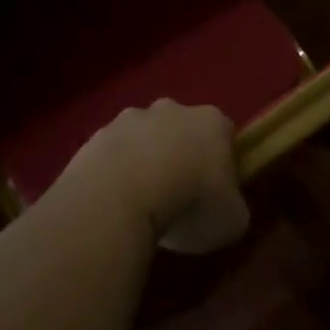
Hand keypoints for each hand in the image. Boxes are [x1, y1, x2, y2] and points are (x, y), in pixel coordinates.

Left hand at [59, 100, 247, 253]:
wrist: (120, 197)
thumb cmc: (190, 204)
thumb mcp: (232, 220)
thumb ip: (233, 207)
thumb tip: (226, 208)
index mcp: (212, 122)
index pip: (224, 134)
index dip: (222, 163)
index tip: (216, 192)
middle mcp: (172, 109)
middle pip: (181, 129)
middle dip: (179, 155)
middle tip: (177, 196)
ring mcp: (129, 119)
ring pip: (142, 138)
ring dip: (143, 162)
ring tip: (139, 203)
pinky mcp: (95, 136)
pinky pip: (111, 155)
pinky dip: (113, 174)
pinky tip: (112, 203)